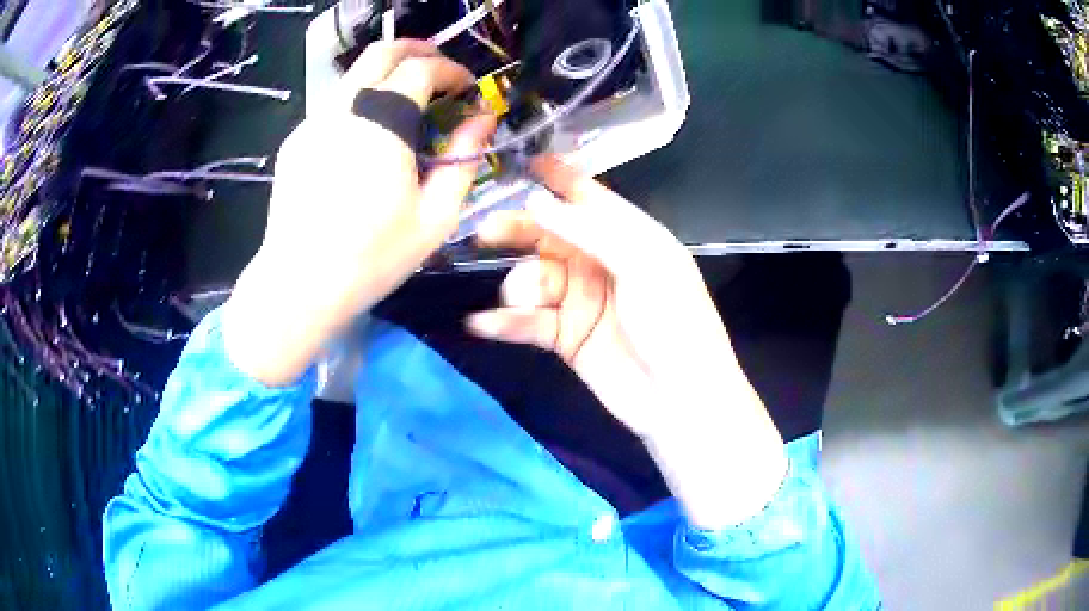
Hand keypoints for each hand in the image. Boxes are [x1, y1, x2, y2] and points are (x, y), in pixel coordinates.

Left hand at [224, 41, 496, 386]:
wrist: (299, 284)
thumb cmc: (373, 257)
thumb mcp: (436, 216)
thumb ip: (464, 158)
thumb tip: (484, 119)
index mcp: (382, 124)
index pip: (422, 69)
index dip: (452, 70)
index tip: (467, 88)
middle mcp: (343, 109)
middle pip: (381, 52)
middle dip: (417, 50)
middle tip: (440, 69)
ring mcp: (313, 122)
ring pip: (353, 74)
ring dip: (387, 73)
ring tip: (409, 99)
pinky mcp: (296, 141)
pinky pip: (334, 104)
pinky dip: (360, 100)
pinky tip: (369, 135)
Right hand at [467, 157, 787, 527]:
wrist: (680, 397)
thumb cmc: (674, 321)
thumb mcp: (641, 264)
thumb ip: (587, 230)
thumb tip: (535, 200)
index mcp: (628, 236)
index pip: (588, 197)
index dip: (558, 179)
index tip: (524, 162)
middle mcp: (600, 262)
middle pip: (549, 234)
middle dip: (518, 230)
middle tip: (486, 232)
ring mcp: (580, 300)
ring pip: (533, 278)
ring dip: (520, 286)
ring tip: (522, 301)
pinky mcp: (565, 336)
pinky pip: (527, 321)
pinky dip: (504, 321)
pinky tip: (483, 323)